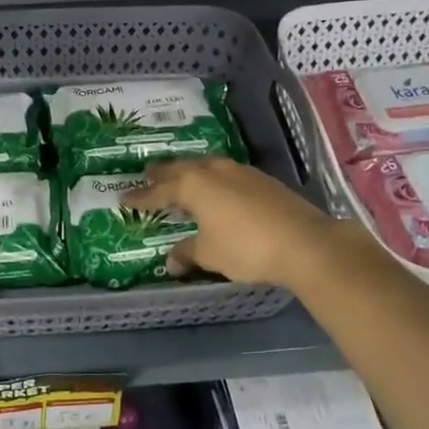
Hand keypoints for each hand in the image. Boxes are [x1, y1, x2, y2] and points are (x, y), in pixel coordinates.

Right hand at [131, 157, 354, 289]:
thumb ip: (187, 253)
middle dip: (161, 175)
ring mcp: (239, 171)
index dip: (140, 198)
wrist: (304, 242)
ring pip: (204, 167)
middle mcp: (212, 170)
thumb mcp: (210, 254)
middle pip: (179, 169)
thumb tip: (171, 261)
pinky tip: (215, 190)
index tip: (124, 199)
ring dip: (188, 173)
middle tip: (146, 177)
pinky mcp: (260, 179)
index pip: (158, 191)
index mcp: (193, 185)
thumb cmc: (246, 248)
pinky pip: (224, 174)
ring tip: (180, 180)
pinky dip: (211, 180)